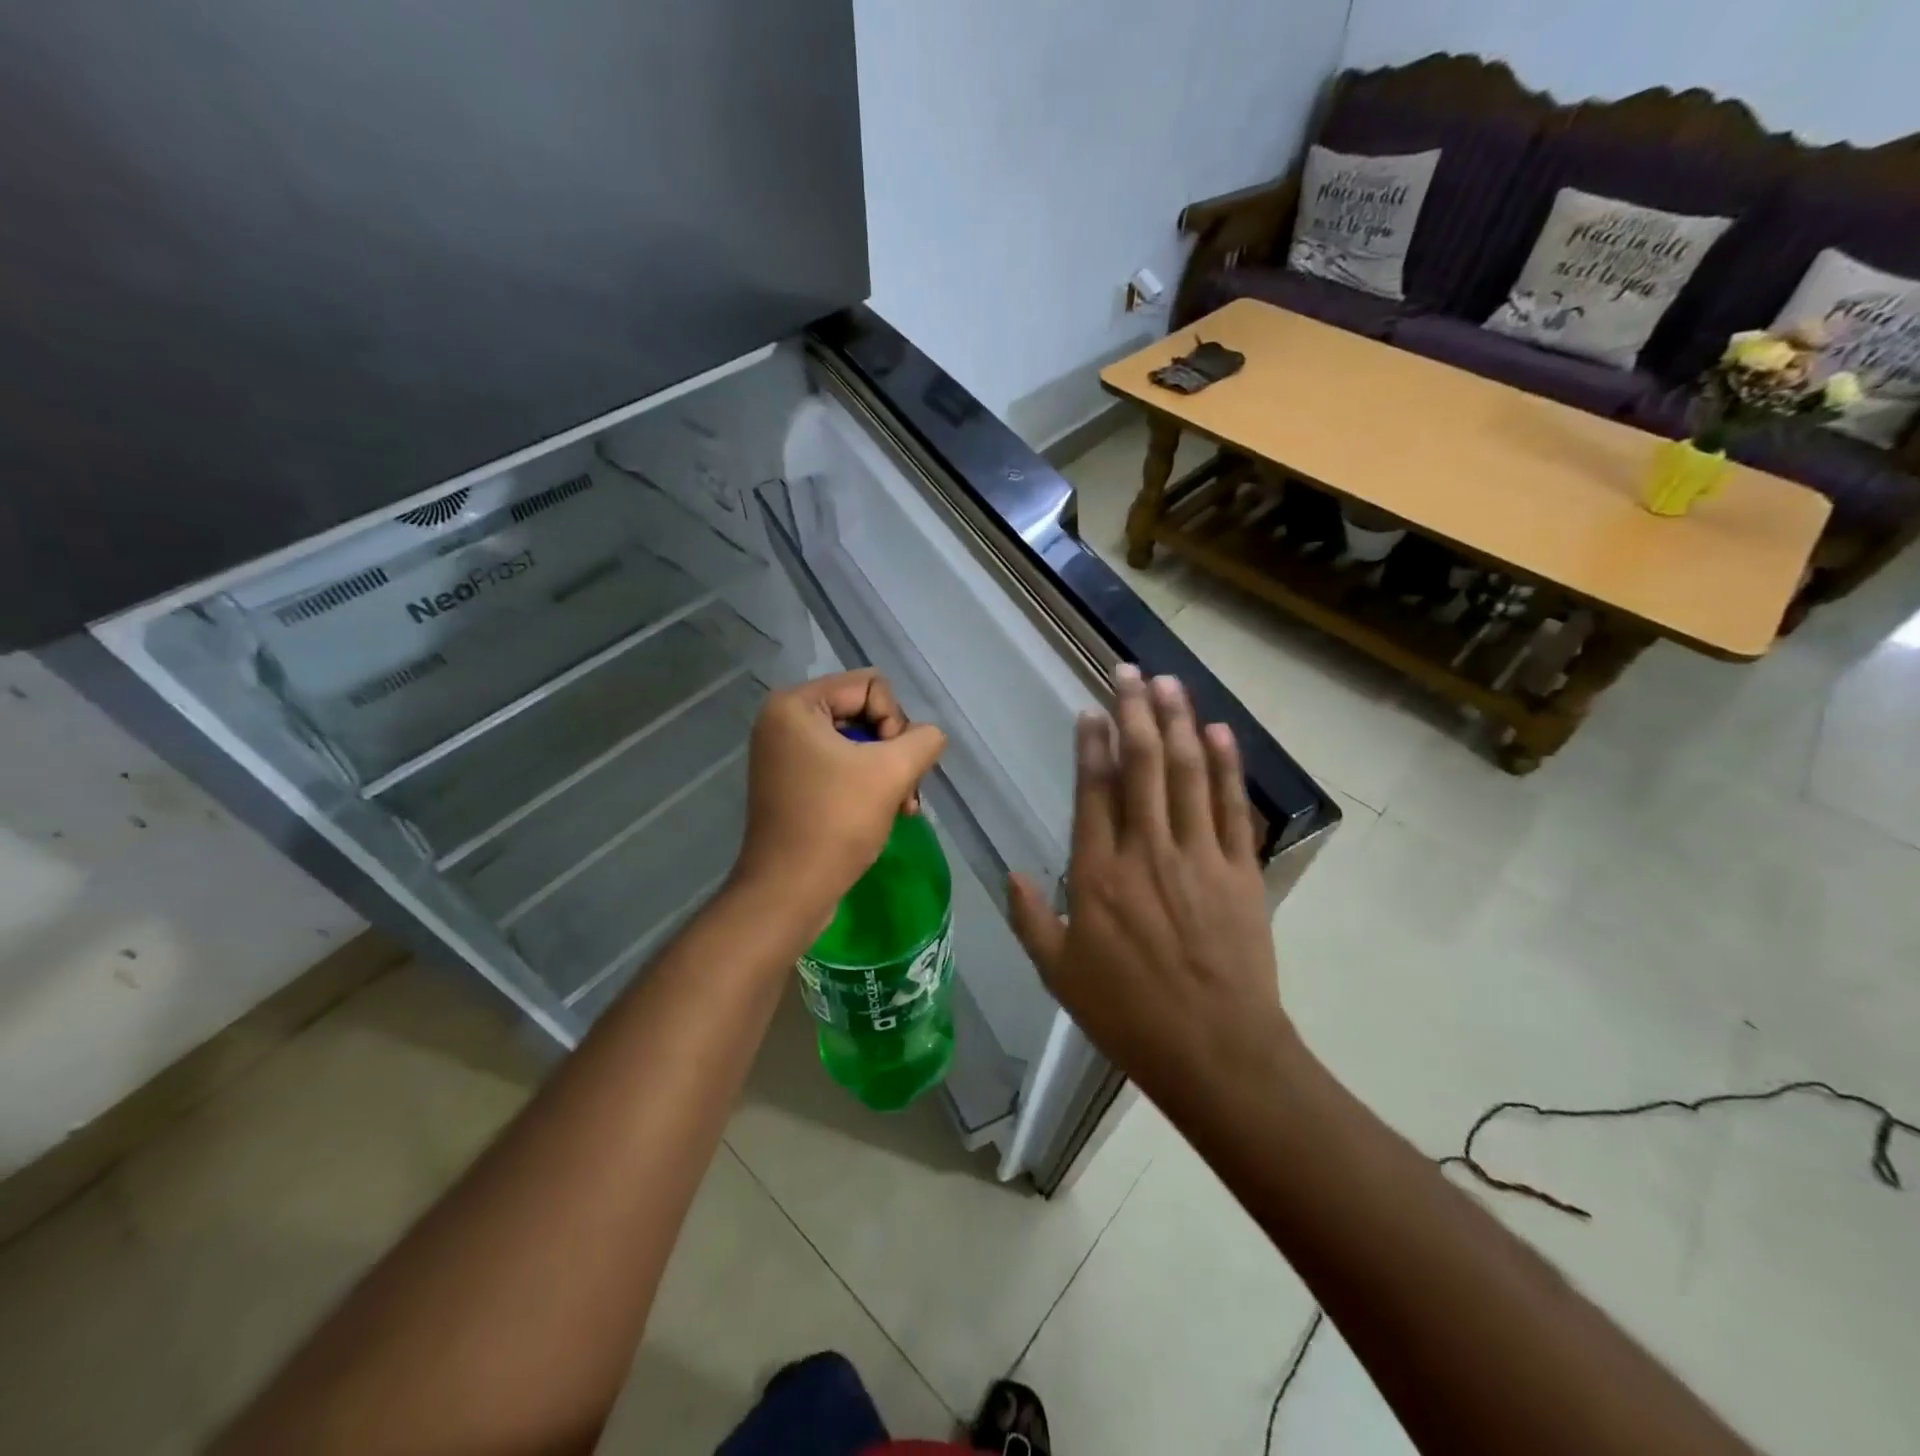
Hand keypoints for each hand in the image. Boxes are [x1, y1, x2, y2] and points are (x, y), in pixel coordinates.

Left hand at [730, 670, 945, 925]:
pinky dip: (867, 785)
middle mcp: (784, 721)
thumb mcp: (891, 772)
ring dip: (887, 771)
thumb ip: (923, 740)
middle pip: (864, 712)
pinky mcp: (792, 783)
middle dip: (893, 750)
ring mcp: (785, 754)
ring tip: (904, 806)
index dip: (895, 721)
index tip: (892, 764)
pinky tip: (889, 812)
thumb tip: (929, 737)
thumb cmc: (836, 822)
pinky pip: (841, 766)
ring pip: (858, 743)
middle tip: (906, 789)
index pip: (871, 685)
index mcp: (795, 705)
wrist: (789, 891)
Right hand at [1007, 665, 1285, 1100]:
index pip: (1094, 791)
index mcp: (1099, 875)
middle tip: (1128, 671)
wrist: (1216, 1051)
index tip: (1091, 711)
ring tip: (1168, 683)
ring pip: (1186, 772)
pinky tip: (1219, 732)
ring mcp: (1198, 856)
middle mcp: (1147, 851)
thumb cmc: (1129, 1015)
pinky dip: (1226, 765)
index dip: (1092, 745)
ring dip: (1178, 722)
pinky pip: (1230, 805)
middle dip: (1134, 711)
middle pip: (1141, 765)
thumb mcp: (1060, 975)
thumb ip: (1032, 919)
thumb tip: (1011, 874)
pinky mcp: (1240, 869)